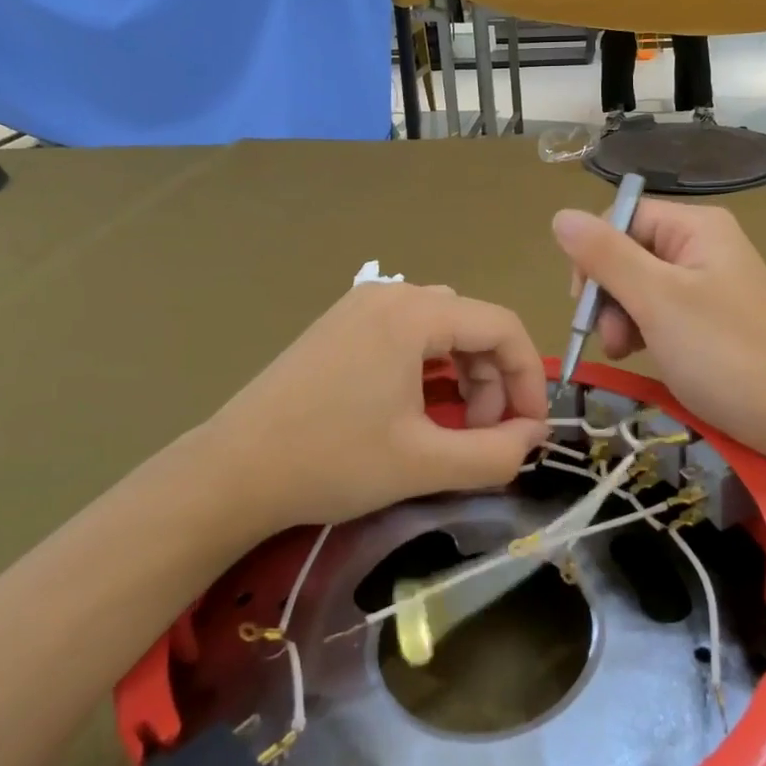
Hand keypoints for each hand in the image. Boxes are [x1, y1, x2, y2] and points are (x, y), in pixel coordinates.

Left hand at [202, 282, 549, 530]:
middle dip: (494, 381)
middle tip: (486, 436)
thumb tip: (533, 436)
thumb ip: (495, 453)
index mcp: (413, 313)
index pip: (503, 327)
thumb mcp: (424, 464)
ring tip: (456, 426)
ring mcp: (360, 306)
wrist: (232, 472)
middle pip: (473, 325)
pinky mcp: (340, 326)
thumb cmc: (331, 462)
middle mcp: (390, 294)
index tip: (531, 430)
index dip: (530, 378)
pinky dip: (432, 367)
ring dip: (465, 374)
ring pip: (442, 329)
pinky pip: (408, 333)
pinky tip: (420, 407)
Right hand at [551, 201, 765, 459]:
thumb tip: (560, 216)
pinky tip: (641, 354)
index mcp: (697, 227)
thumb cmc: (723, 354)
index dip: (595, 255)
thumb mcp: (657, 300)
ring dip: (621, 316)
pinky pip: (660, 310)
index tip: (584, 303)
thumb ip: (606, 256)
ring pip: (639, 284)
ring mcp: (709, 283)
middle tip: (610, 338)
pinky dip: (642, 330)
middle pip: (629, 251)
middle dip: (608, 293)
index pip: (622, 218)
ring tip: (625, 351)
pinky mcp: (709, 318)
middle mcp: (703, 245)